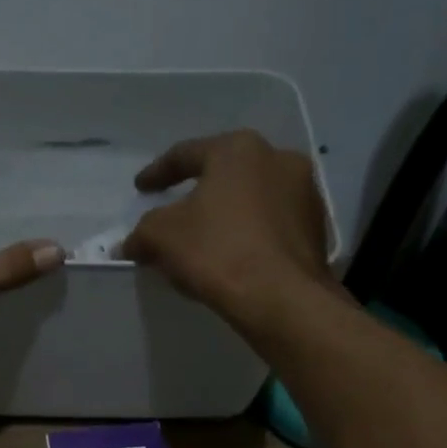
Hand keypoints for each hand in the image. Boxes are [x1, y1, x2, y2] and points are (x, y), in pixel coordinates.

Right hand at [121, 129, 342, 342]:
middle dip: (198, 192)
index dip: (157, 173)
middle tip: (176, 212)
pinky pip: (270, 224)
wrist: (281, 297)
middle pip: (224, 173)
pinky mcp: (315, 227)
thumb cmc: (217, 252)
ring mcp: (304, 192)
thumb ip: (142, 232)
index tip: (141, 188)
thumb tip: (131, 243)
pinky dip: (249, 235)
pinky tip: (233, 257)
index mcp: (237, 150)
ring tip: (206, 239)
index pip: (186, 154)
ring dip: (227, 214)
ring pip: (251, 199)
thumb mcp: (161, 237)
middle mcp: (277, 158)